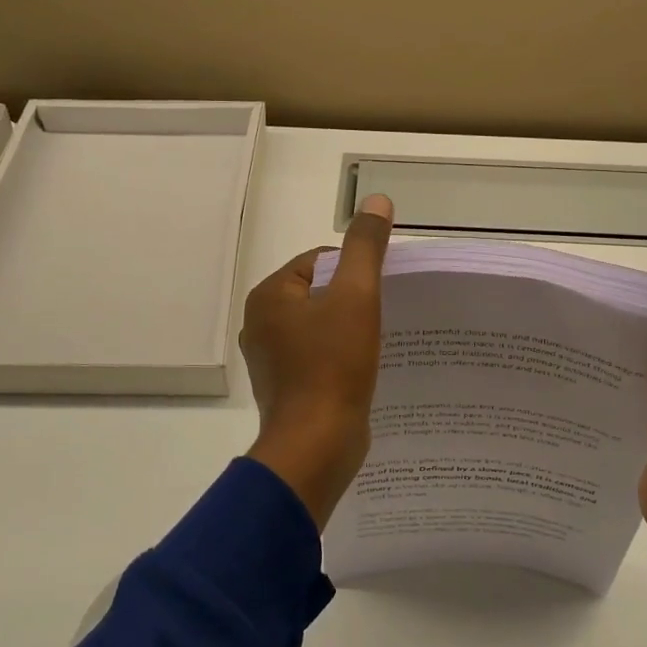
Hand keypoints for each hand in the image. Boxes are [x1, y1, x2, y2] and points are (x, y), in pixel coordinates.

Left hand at [241, 195, 393, 528]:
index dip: (354, 270)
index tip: (381, 291)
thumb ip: (365, 247)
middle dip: (352, 301)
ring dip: (348, 331)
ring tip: (379, 342)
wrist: (316, 445)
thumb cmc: (333, 366)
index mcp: (268, 296)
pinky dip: (340, 359)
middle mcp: (261, 324)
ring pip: (319, 328)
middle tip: (385, 316)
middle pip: (318, 294)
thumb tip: (376, 201)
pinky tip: (363, 370)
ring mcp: (270, 360)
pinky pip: (317, 358)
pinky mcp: (286, 388)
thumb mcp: (355, 296)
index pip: (317, 261)